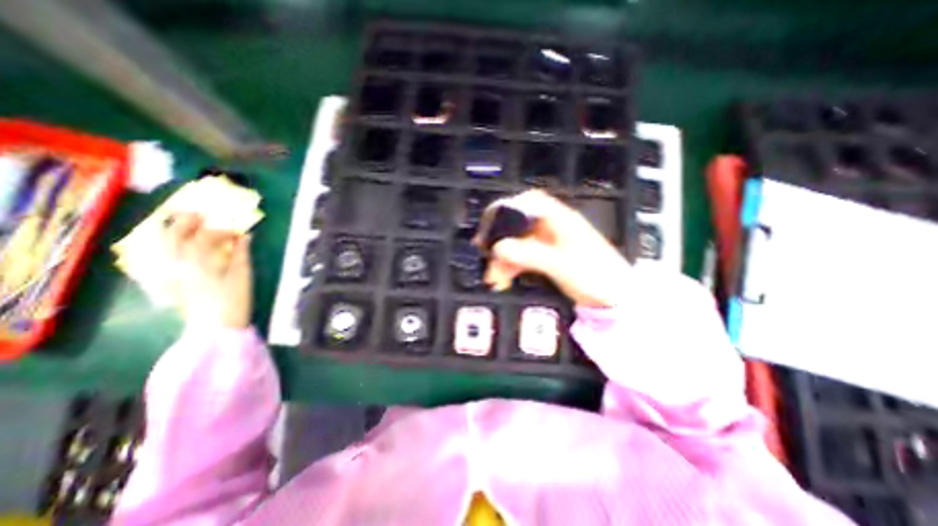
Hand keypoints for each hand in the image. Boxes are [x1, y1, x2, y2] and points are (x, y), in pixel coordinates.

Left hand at [162, 212, 253, 325]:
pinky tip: (176, 246)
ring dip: (173, 231)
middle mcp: (176, 263)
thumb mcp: (243, 275)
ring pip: (161, 244)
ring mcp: (168, 272)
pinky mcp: (167, 280)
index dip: (223, 230)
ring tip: (187, 224)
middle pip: (173, 235)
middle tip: (201, 214)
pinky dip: (167, 246)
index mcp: (198, 261)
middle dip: (186, 221)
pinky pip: (160, 256)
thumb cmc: (234, 300)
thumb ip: (242, 253)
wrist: (215, 326)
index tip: (238, 231)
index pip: (206, 236)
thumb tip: (245, 236)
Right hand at [478, 192, 627, 307]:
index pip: (531, 202)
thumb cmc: (595, 277)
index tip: (490, 223)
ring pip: (518, 244)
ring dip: (503, 259)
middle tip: (484, 254)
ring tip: (493, 279)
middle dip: (500, 240)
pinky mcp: (547, 258)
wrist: (615, 299)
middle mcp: (553, 228)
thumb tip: (498, 247)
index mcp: (561, 220)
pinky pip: (523, 257)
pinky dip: (511, 267)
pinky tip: (503, 280)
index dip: (508, 207)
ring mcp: (549, 244)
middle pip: (519, 225)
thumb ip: (530, 255)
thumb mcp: (561, 265)